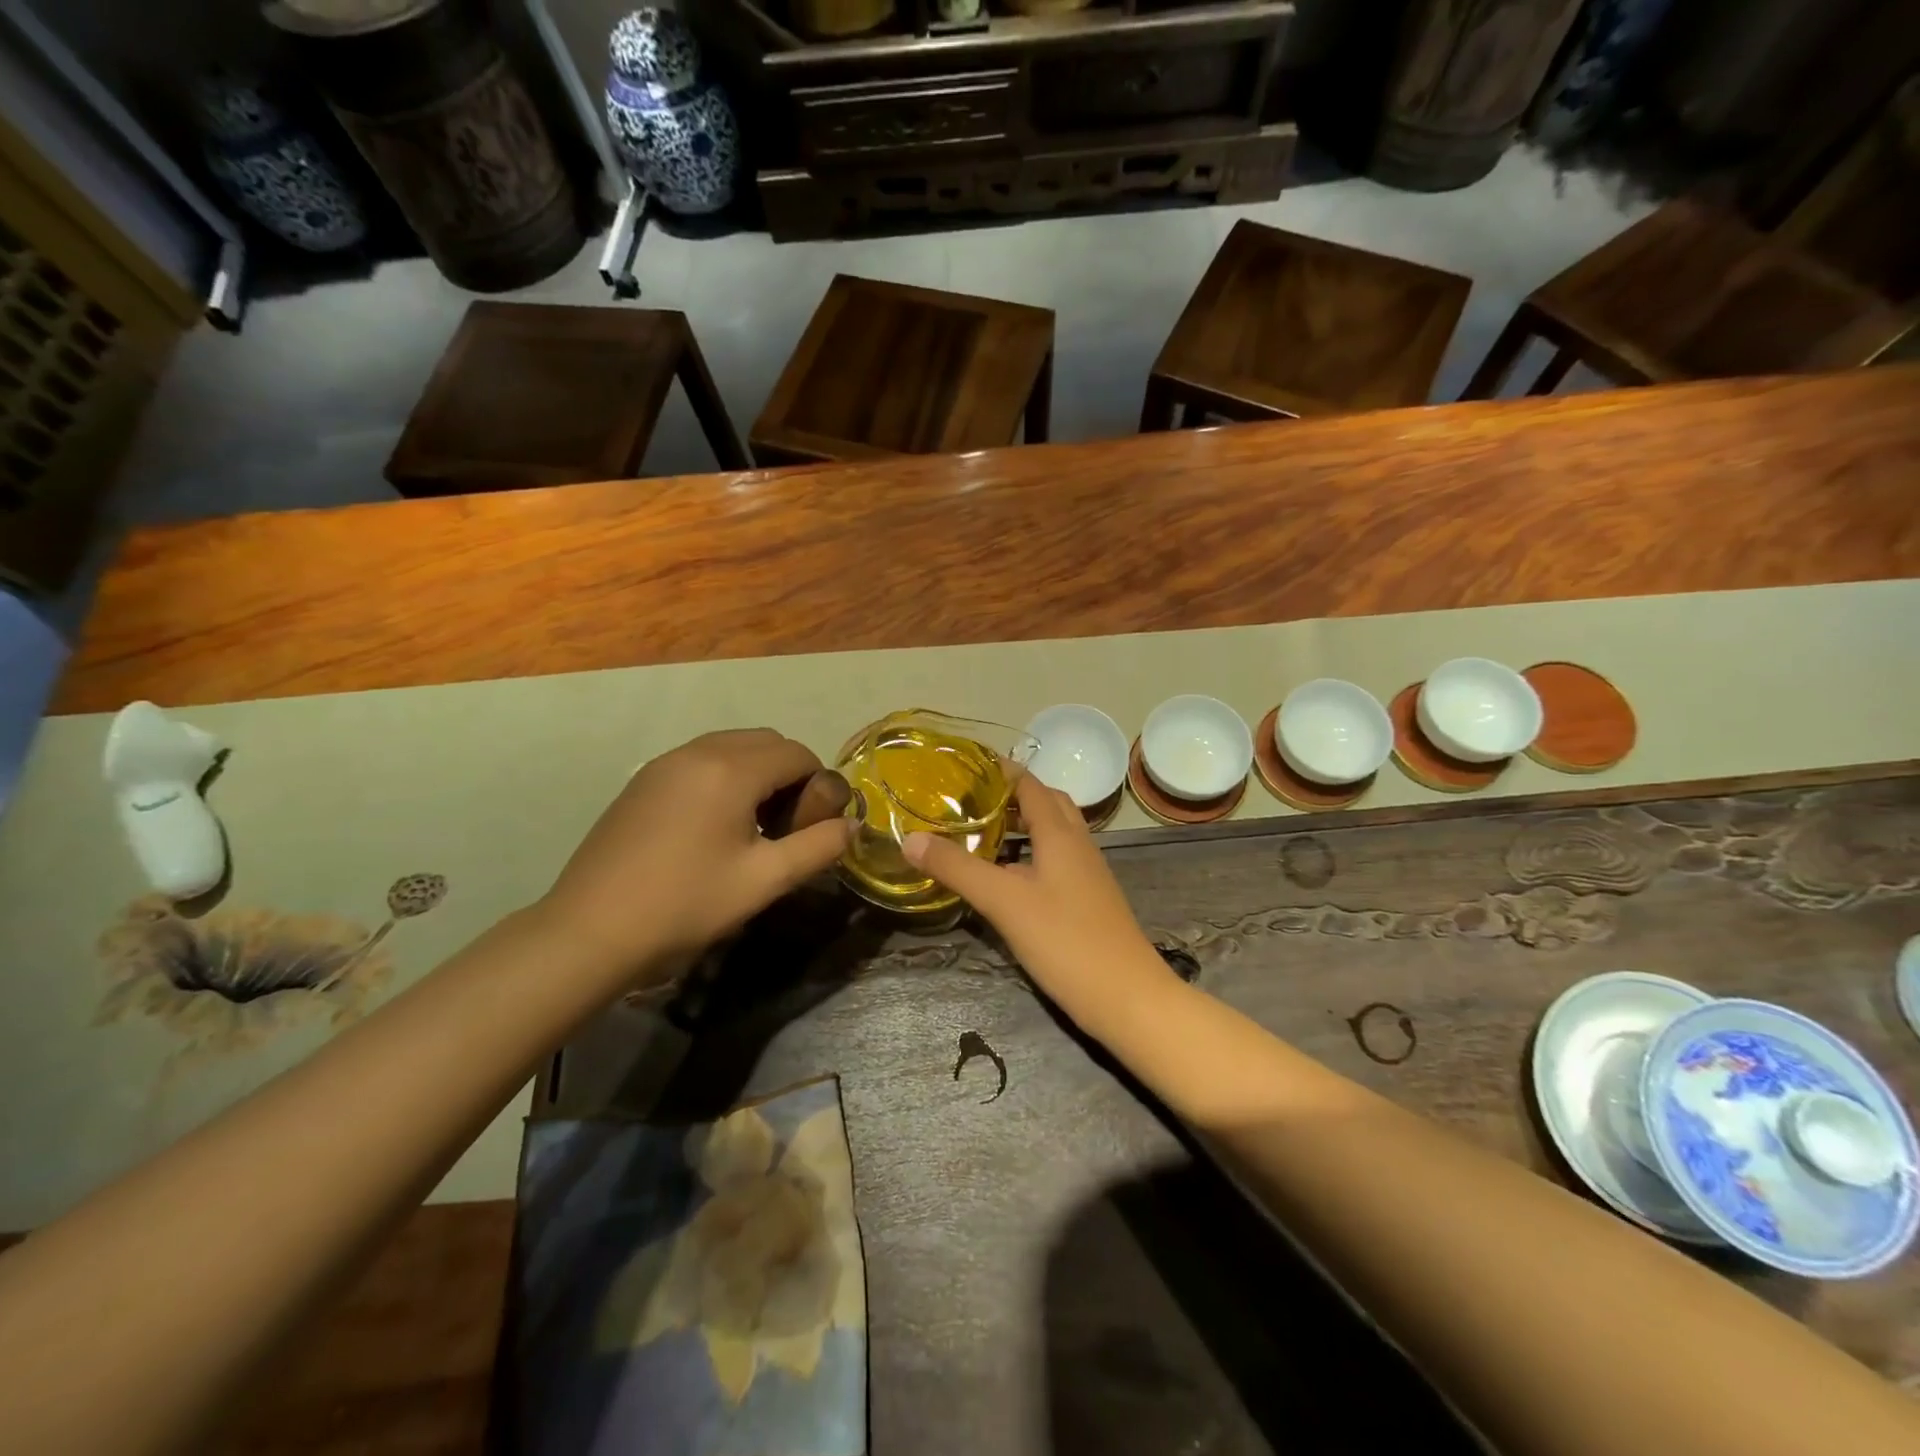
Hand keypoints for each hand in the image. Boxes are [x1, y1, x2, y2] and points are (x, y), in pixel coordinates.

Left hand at [539, 729, 852, 974]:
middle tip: (786, 826)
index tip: (813, 827)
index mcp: (731, 769)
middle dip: (789, 774)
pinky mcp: (643, 781)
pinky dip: (724, 778)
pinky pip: (700, 761)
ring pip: (731, 748)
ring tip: (752, 827)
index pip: (797, 753)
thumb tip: (851, 825)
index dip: (818, 785)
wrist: (589, 931)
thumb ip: (818, 847)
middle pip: (765, 742)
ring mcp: (664, 763)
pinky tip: (713, 827)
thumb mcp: (764, 880)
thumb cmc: (686, 904)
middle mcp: (698, 751)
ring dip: (756, 774)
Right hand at [903, 775, 1175, 1029]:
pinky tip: (1006, 878)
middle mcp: (1078, 844)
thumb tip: (910, 838)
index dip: (1001, 770)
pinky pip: (1055, 861)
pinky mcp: (1087, 900)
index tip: (963, 765)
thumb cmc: (1066, 940)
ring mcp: (1087, 873)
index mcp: (1060, 833)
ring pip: (1053, 834)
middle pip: (1046, 803)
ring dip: (1021, 825)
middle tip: (969, 799)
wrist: (1127, 998)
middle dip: (1011, 795)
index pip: (1030, 784)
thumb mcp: (1003, 901)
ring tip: (981, 832)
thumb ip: (957, 868)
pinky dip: (1029, 855)